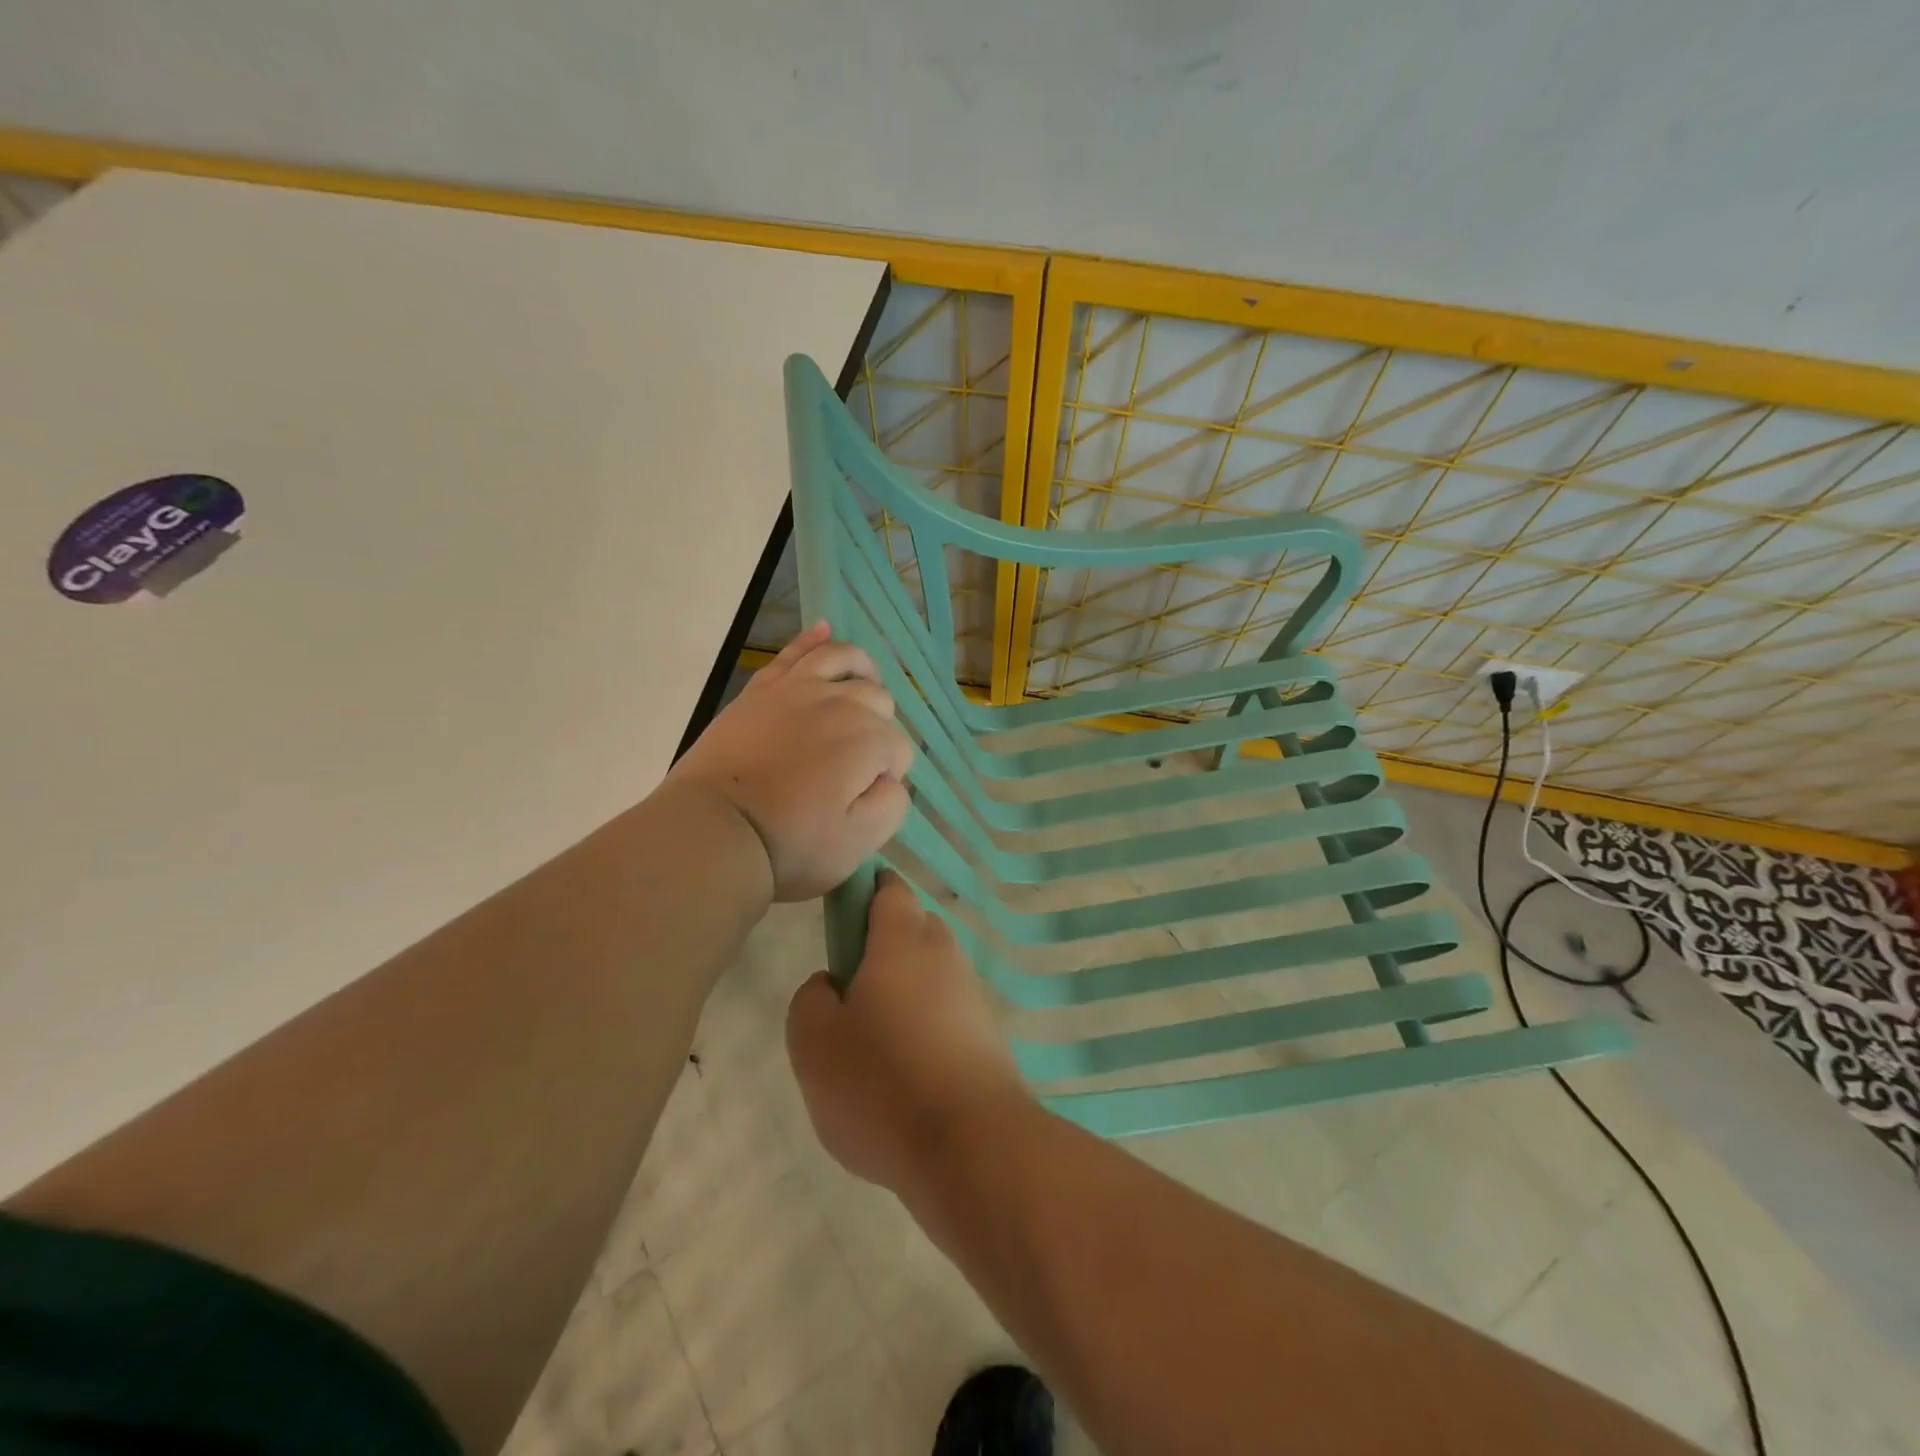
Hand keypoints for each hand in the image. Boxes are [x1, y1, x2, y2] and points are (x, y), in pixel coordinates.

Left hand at [667, 623, 912, 901]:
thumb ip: (892, 804)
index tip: (862, 800)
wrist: (714, 830)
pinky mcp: (763, 689)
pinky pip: (796, 652)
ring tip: (860, 688)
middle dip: (877, 727)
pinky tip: (825, 629)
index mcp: (869, 741)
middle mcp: (841, 704)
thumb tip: (889, 778)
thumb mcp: (858, 843)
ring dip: (862, 672)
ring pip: (846, 660)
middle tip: (851, 766)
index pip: (899, 750)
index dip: (888, 775)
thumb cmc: (790, 844)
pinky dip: (814, 639)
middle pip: (879, 701)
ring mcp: (799, 689)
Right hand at [786, 872, 1032, 1191]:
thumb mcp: (814, 1042)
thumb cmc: (882, 1083)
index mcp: (902, 941)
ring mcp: (972, 997)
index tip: (843, 919)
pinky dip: (926, 1030)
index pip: (889, 891)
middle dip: (883, 949)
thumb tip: (832, 984)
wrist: (973, 1147)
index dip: (865, 893)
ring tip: (874, 1048)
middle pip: (913, 931)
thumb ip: (812, 998)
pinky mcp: (989, 1038)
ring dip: (904, 995)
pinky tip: (907, 1076)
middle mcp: (944, 956)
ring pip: (931, 976)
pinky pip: (947, 1015)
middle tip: (849, 997)